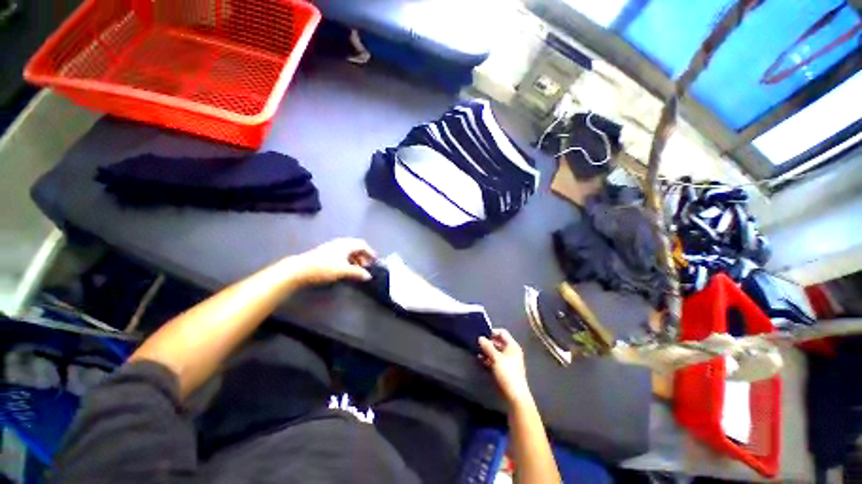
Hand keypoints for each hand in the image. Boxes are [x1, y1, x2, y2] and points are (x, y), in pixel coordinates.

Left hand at [289, 238, 376, 285]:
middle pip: (356, 247)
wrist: (299, 269)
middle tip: (367, 266)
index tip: (374, 260)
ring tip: (357, 269)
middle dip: (363, 256)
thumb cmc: (324, 267)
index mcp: (346, 244)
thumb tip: (368, 276)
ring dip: (355, 259)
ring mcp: (332, 247)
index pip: (362, 245)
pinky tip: (346, 268)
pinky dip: (348, 260)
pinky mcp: (326, 253)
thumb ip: (358, 273)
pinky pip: (342, 254)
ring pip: (348, 251)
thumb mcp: (344, 271)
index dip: (370, 252)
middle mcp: (340, 243)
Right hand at [479, 329, 531, 405]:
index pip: (502, 333)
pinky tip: (481, 361)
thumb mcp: (496, 358)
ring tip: (478, 352)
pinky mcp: (505, 369)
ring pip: (496, 351)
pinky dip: (489, 359)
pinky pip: (496, 360)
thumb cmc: (507, 373)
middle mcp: (511, 351)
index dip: (492, 332)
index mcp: (512, 346)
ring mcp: (508, 360)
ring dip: (487, 351)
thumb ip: (487, 346)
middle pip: (499, 342)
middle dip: (488, 342)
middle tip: (478, 344)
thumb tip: (480, 338)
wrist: (515, 395)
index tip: (482, 335)